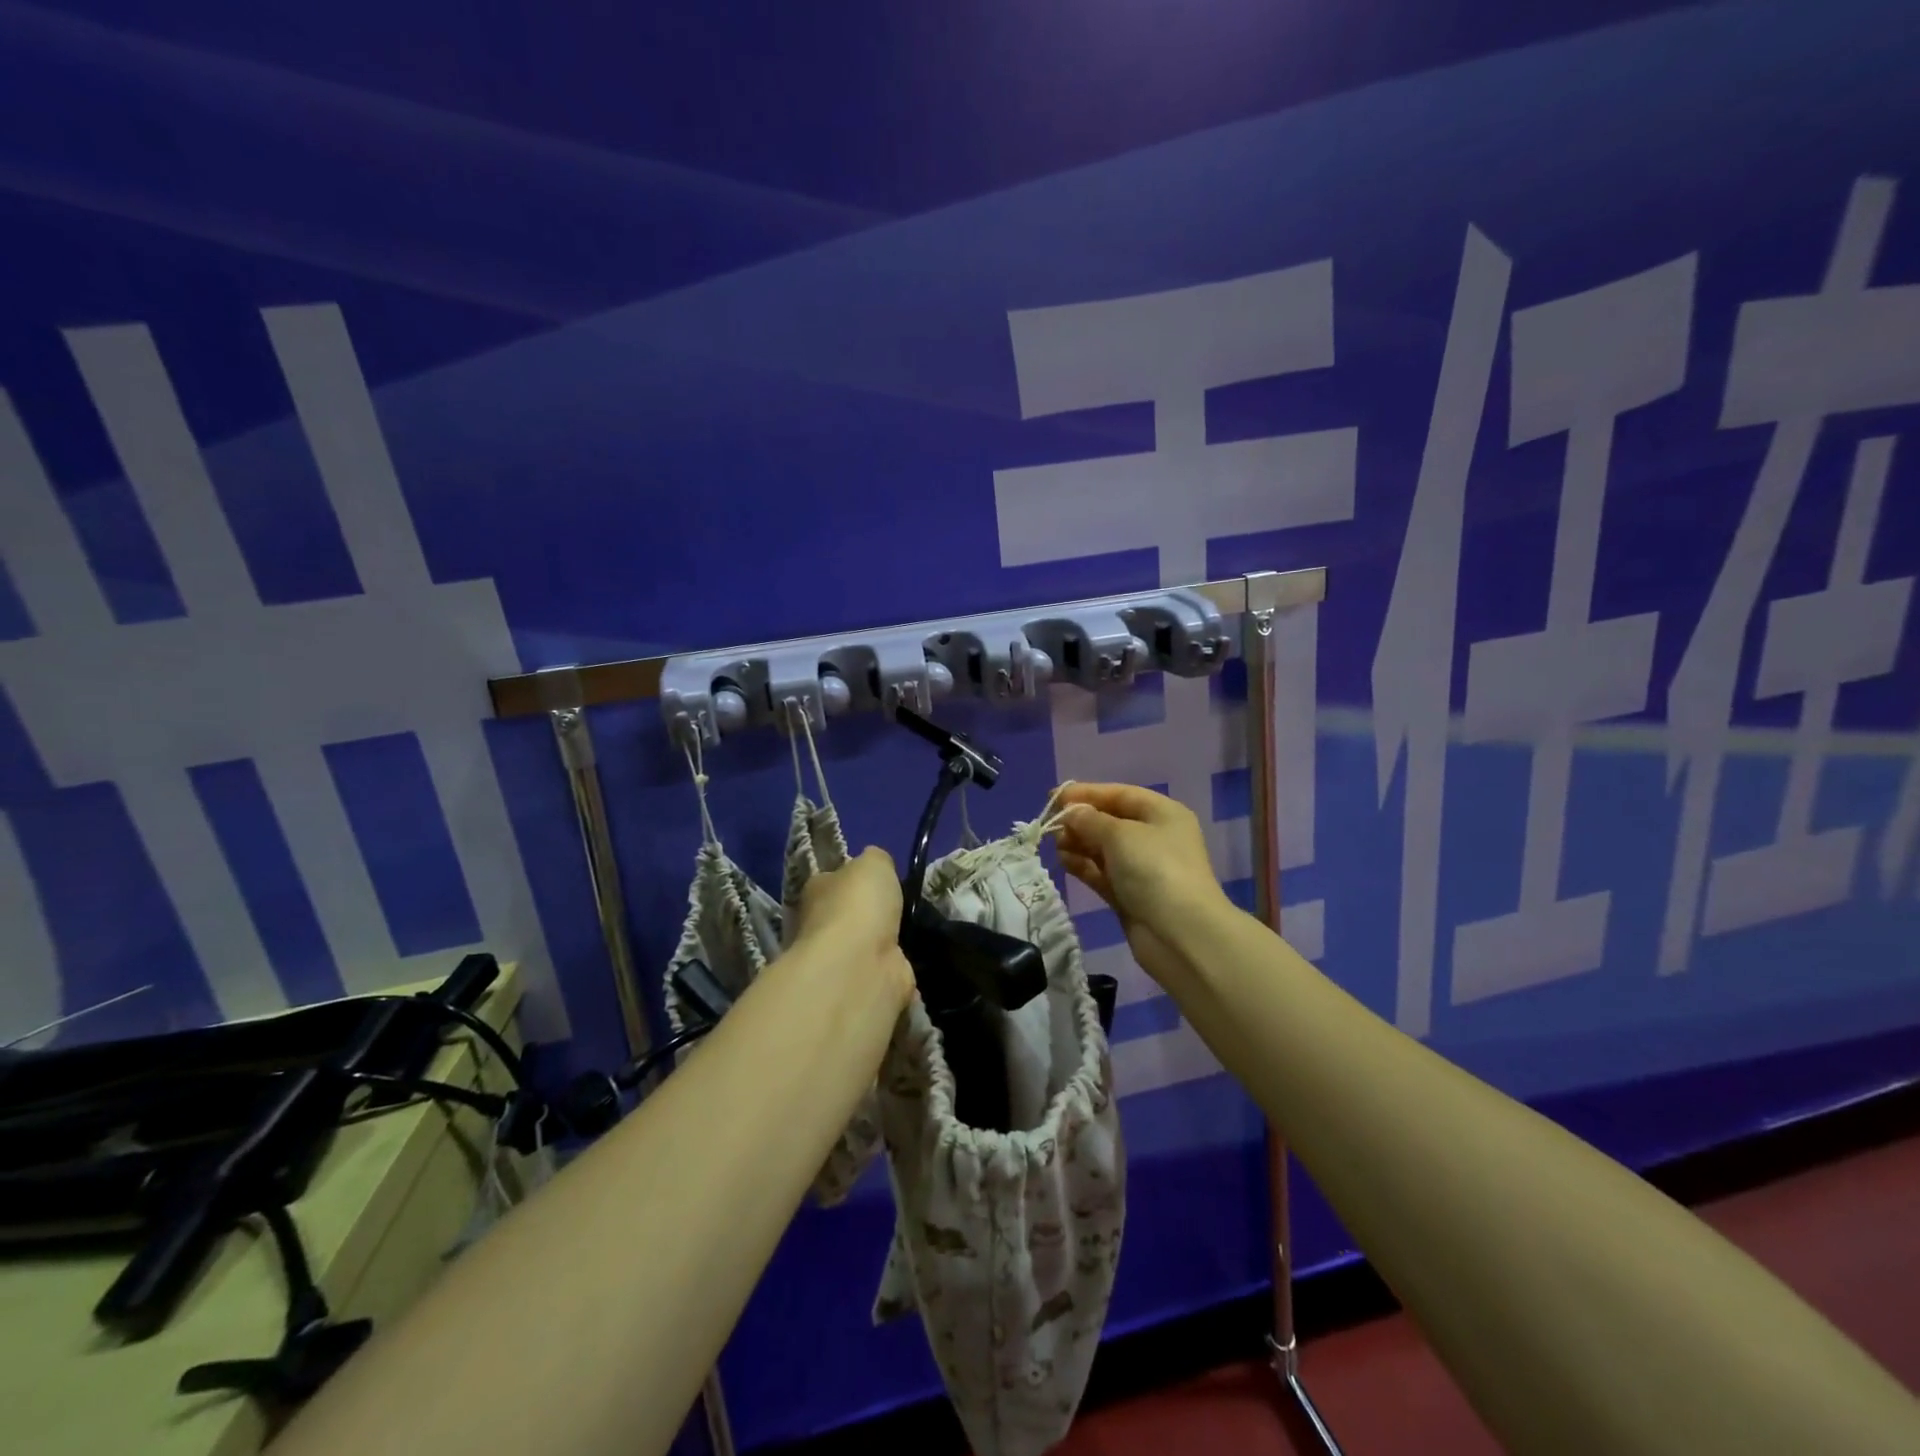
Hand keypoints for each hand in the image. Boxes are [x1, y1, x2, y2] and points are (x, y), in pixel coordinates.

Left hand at [793, 847, 914, 1006]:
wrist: (859, 964)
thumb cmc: (859, 905)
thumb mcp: (874, 863)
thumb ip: (876, 859)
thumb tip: (876, 865)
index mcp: (816, 891)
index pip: (831, 880)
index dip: (851, 879)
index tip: (876, 881)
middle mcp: (819, 925)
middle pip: (845, 915)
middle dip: (867, 915)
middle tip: (899, 909)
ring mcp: (839, 960)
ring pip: (863, 946)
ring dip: (880, 945)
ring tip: (911, 935)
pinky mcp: (860, 986)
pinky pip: (880, 973)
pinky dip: (892, 971)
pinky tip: (910, 964)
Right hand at [1056, 783, 1228, 989]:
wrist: (1180, 934)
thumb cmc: (1154, 869)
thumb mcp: (1120, 834)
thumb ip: (1090, 820)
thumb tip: (1071, 813)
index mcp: (1162, 813)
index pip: (1120, 794)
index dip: (1087, 793)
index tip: (1054, 797)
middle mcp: (1155, 837)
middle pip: (1110, 821)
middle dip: (1080, 821)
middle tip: (1050, 825)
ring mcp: (1142, 868)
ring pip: (1103, 848)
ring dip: (1079, 843)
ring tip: (1054, 844)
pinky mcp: (1130, 895)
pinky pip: (1102, 873)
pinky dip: (1083, 866)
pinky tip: (1063, 862)